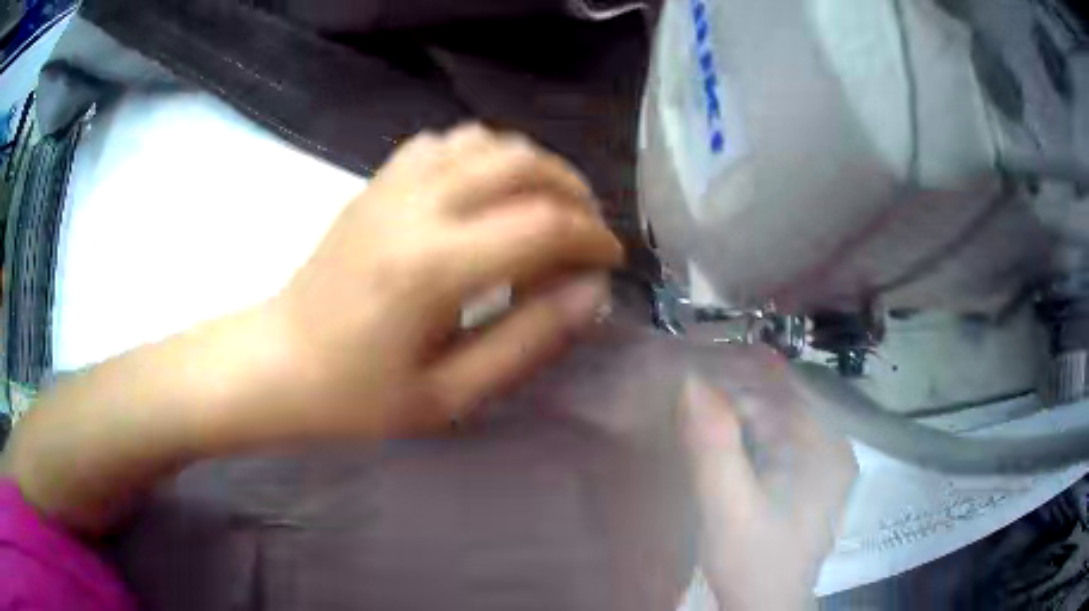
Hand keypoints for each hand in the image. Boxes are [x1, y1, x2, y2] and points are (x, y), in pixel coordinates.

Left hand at [263, 124, 623, 439]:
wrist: (279, 363)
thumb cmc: (358, 397)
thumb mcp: (450, 396)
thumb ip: (528, 340)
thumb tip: (591, 292)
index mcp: (434, 267)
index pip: (545, 224)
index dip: (592, 238)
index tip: (608, 262)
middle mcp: (417, 207)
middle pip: (523, 164)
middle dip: (574, 192)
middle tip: (585, 233)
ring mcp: (392, 186)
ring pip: (488, 141)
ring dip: (533, 167)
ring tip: (545, 208)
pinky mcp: (377, 183)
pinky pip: (446, 142)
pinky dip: (484, 155)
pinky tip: (486, 191)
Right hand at [680, 376, 856, 610]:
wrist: (765, 605)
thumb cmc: (752, 561)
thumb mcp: (728, 508)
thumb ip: (714, 447)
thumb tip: (692, 381)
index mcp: (826, 444)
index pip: (779, 388)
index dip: (733, 376)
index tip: (689, 371)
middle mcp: (833, 442)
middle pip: (781, 397)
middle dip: (734, 390)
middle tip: (686, 390)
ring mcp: (823, 459)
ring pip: (778, 415)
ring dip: (738, 410)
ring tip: (697, 408)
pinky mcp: (809, 475)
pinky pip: (778, 437)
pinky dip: (748, 431)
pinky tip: (723, 438)